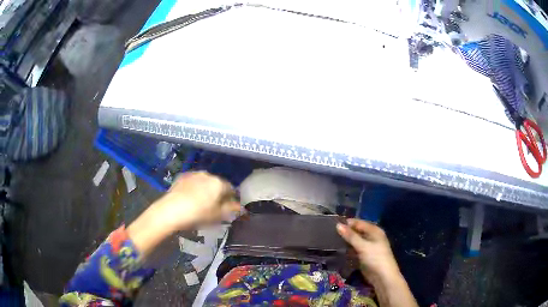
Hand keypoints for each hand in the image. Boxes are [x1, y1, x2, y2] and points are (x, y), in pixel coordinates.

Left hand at [158, 171, 241, 229]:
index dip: (230, 198)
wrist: (171, 210)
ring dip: (205, 189)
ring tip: (200, 202)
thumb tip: (239, 206)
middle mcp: (208, 174)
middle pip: (217, 184)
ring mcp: (193, 174)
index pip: (230, 189)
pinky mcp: (182, 176)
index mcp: (219, 183)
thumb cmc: (198, 214)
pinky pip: (193, 182)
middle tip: (213, 206)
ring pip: (204, 182)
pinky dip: (194, 188)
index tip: (227, 207)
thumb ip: (230, 209)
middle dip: (217, 193)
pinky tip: (189, 198)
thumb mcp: (217, 215)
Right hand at [336, 219, 399, 282]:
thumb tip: (337, 225)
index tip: (332, 224)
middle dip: (345, 232)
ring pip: (354, 241)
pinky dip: (347, 250)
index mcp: (374, 230)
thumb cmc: (375, 258)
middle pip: (356, 231)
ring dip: (345, 242)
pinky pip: (354, 250)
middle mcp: (371, 237)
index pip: (358, 223)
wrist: (383, 277)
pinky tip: (338, 250)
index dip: (347, 223)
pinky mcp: (364, 256)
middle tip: (329, 233)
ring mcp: (368, 247)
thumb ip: (350, 236)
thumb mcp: (363, 246)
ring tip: (331, 241)